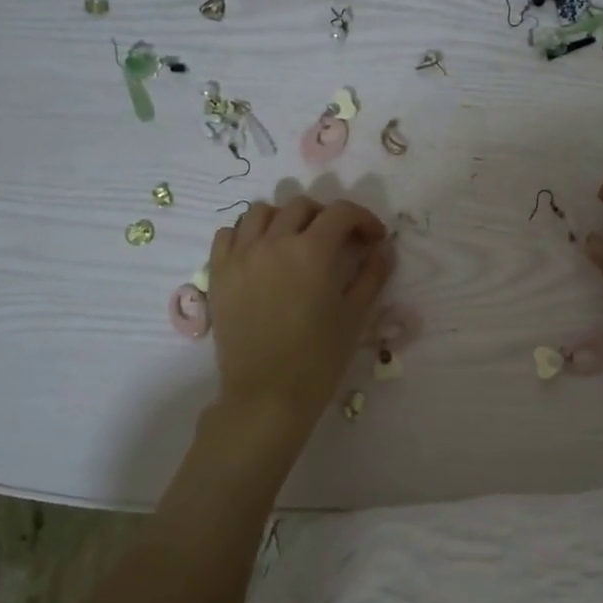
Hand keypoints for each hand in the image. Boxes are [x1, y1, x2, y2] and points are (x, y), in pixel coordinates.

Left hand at [208, 196, 393, 425]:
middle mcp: (273, 242)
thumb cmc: (318, 359)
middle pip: (302, 206)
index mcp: (312, 251)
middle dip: (327, 217)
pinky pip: (228, 233)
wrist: (267, 395)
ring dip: (285, 218)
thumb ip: (372, 275)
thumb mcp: (354, 316)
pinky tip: (261, 253)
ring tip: (296, 241)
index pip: (341, 213)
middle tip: (340, 242)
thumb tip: (384, 249)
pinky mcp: (219, 273)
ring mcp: (241, 255)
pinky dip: (247, 233)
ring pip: (261, 212)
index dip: (364, 219)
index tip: (375, 239)